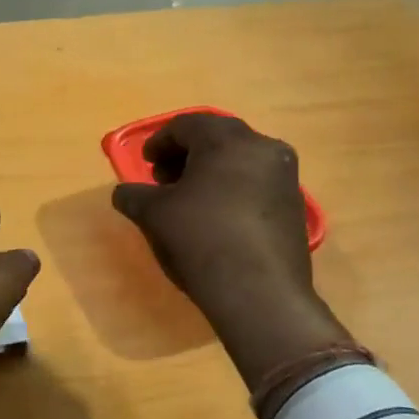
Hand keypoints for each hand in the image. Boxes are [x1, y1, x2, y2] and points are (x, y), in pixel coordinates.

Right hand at [111, 113, 350, 384]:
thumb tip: (124, 193)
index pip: (186, 125)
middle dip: (186, 154)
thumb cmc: (201, 239)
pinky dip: (233, 189)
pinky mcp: (295, 206)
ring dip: (211, 172)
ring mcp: (285, 176)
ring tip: (189, 200)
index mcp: (227, 139)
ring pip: (240, 160)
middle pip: (217, 137)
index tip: (145, 163)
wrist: (260, 293)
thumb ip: (134, 196)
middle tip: (164, 179)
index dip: (159, 142)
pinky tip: (217, 217)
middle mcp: (263, 147)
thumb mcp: (154, 215)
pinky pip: (257, 183)